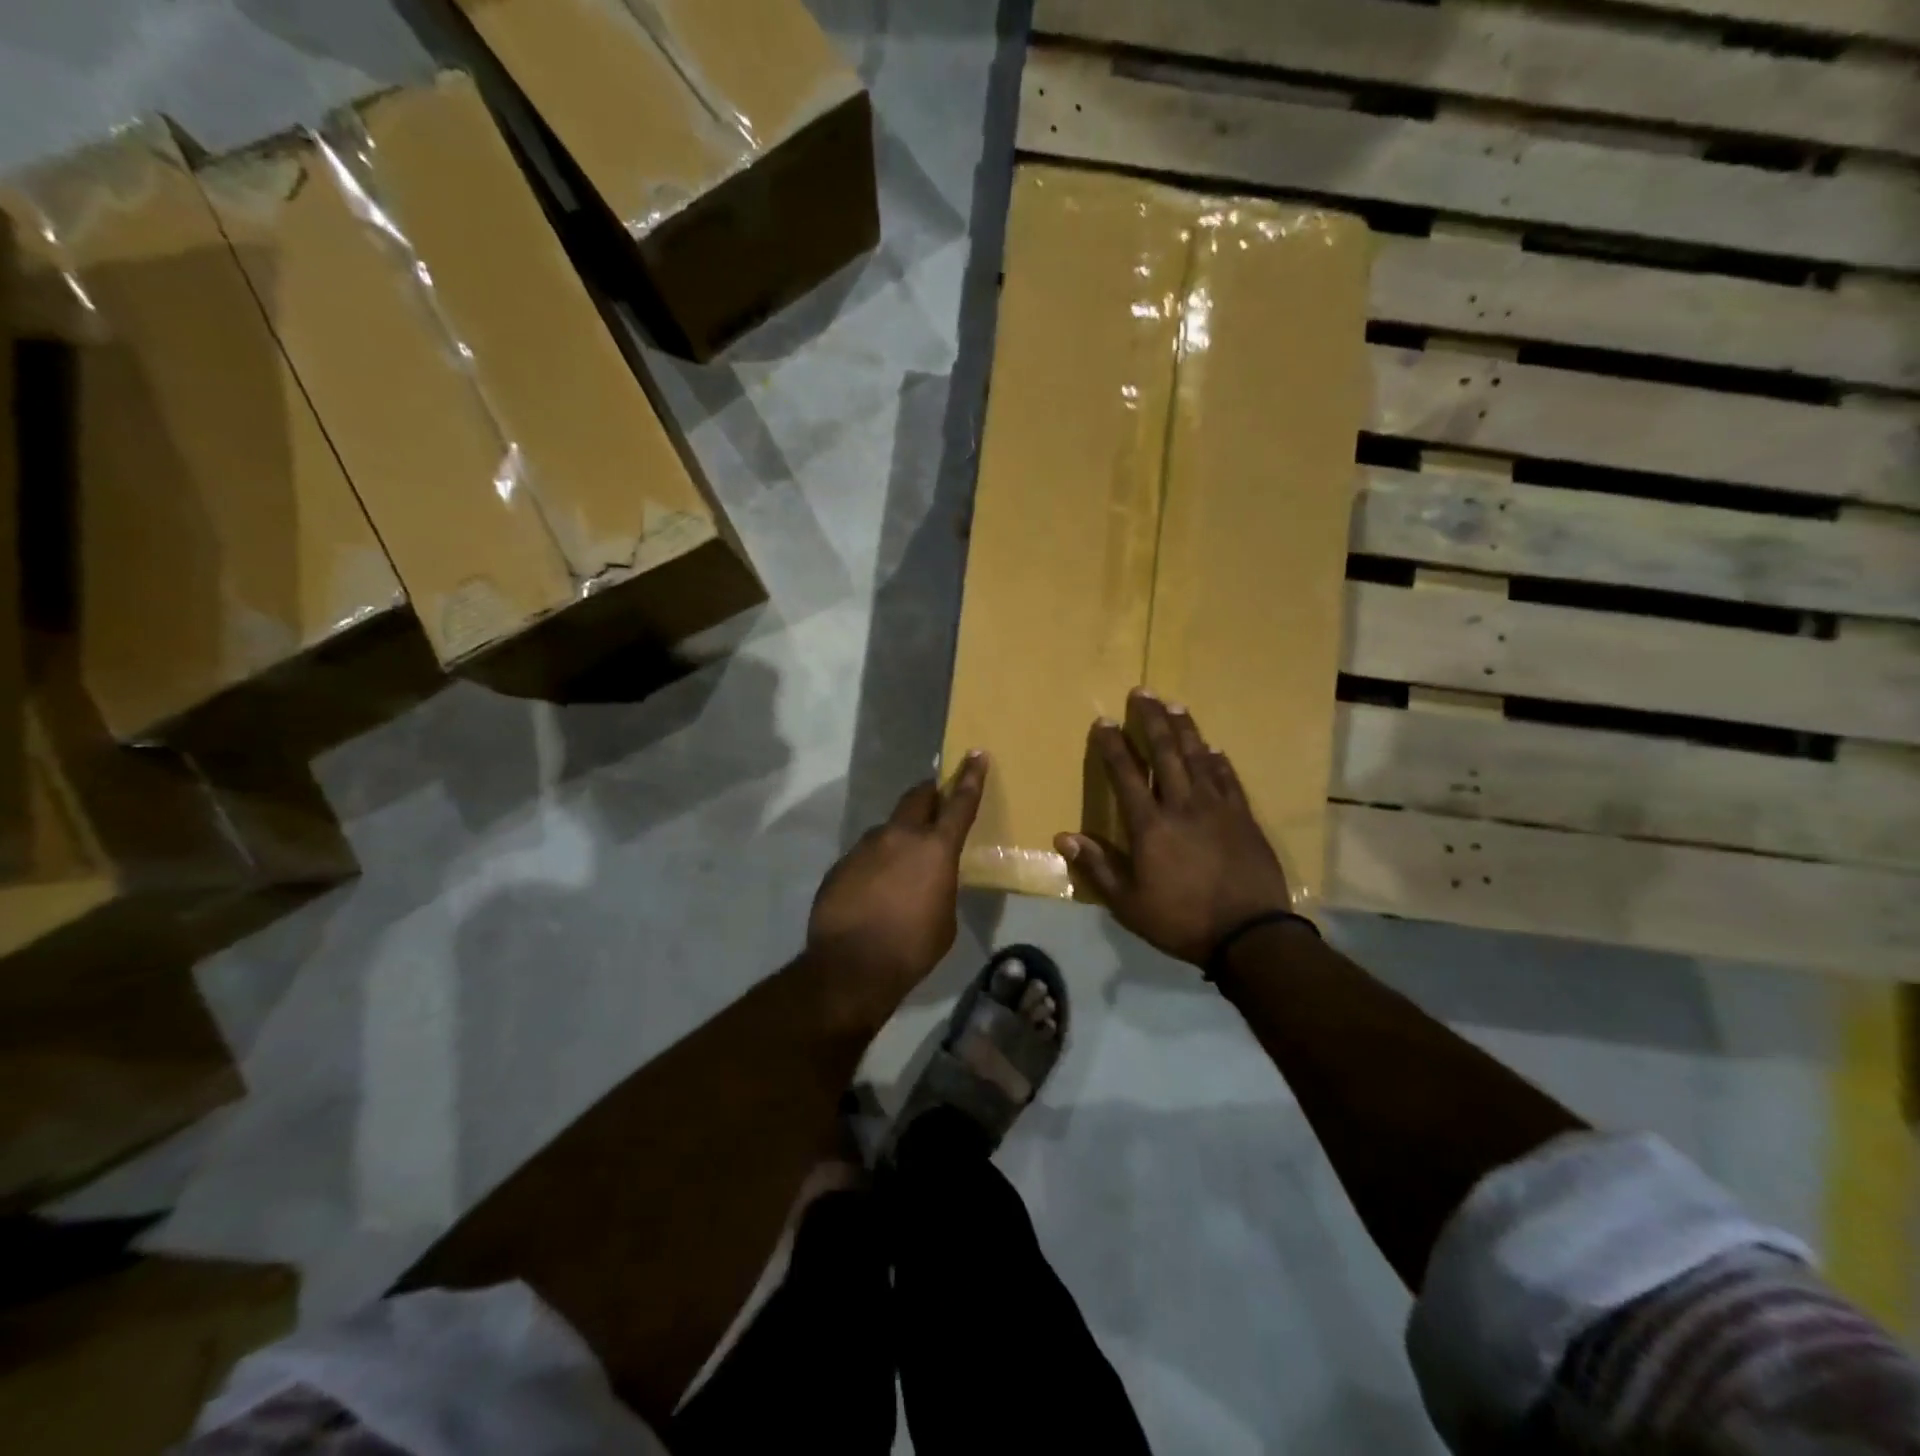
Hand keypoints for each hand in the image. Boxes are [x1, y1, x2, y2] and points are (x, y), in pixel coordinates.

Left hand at [808, 751, 987, 993]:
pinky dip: (875, 863)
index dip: (970, 777)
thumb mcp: (945, 918)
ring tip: (901, 866)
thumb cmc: (912, 946)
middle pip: (917, 798)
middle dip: (929, 795)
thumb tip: (930, 879)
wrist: (851, 966)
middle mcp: (899, 836)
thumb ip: (941, 886)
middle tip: (936, 800)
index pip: (959, 803)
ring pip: (888, 829)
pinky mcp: (841, 864)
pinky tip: (874, 891)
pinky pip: (865, 855)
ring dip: (899, 837)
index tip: (976, 754)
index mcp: (935, 848)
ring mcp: (865, 847)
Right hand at [1056, 691, 1292, 966]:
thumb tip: (1063, 836)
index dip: (1113, 746)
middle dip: (1151, 721)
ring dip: (1185, 730)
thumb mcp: (1129, 903)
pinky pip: (1228, 780)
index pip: (1126, 775)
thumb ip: (1098, 866)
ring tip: (1175, 706)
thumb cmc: (1181, 920)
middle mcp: (1183, 806)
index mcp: (1150, 826)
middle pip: (1165, 754)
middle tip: (1143, 693)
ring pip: (1198, 758)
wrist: (1250, 935)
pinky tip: (1214, 749)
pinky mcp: (1244, 818)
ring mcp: (1218, 808)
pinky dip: (1218, 762)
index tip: (1103, 721)